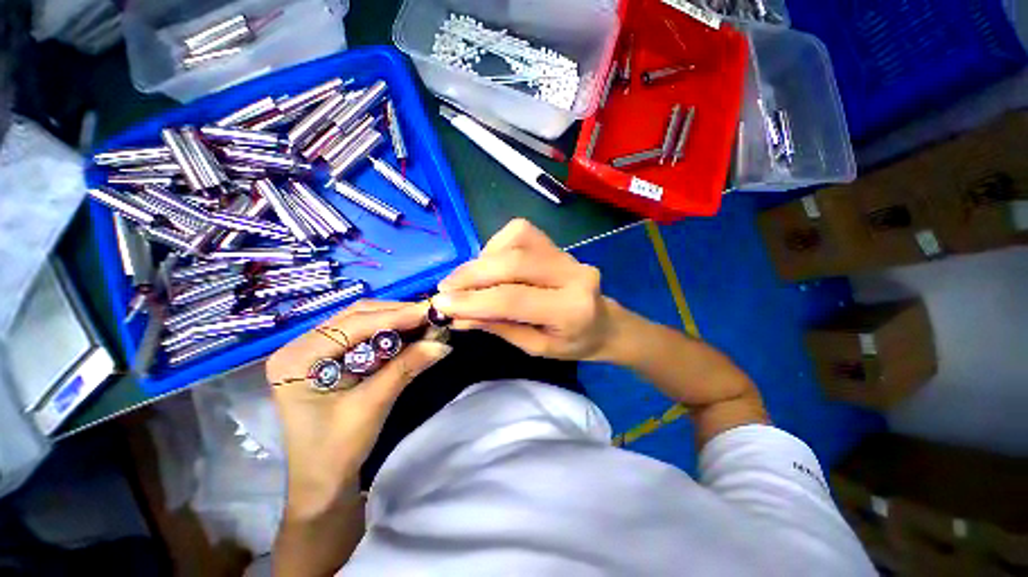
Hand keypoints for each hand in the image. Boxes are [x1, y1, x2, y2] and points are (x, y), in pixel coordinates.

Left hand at [266, 300, 451, 517]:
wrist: (324, 481)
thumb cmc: (337, 449)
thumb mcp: (373, 405)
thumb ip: (406, 367)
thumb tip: (442, 341)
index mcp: (297, 358)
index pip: (353, 324)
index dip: (396, 315)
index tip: (430, 311)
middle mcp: (301, 345)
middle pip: (356, 316)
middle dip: (397, 314)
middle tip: (430, 315)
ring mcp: (314, 349)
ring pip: (362, 321)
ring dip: (395, 320)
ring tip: (424, 323)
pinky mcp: (330, 356)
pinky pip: (364, 334)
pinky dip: (390, 332)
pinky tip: (410, 333)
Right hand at [433, 219, 618, 360]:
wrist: (605, 322)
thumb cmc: (573, 342)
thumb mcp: (536, 347)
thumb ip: (498, 328)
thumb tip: (457, 316)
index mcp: (571, 309)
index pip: (513, 299)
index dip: (473, 301)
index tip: (441, 305)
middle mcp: (572, 274)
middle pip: (513, 263)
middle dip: (472, 274)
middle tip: (446, 288)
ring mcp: (567, 254)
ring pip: (515, 240)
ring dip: (483, 259)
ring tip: (468, 279)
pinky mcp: (558, 244)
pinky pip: (519, 233)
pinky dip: (497, 247)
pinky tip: (492, 265)